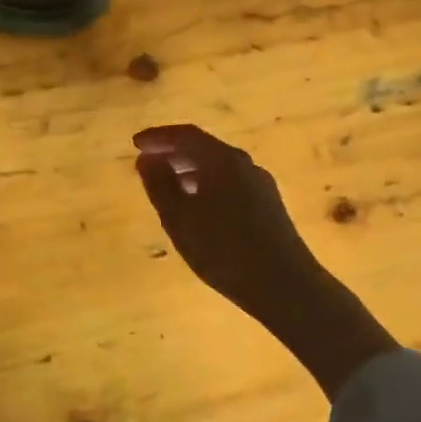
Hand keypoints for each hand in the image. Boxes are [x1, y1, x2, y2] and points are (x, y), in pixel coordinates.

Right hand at [133, 124, 397, 395]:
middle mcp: (245, 165)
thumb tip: (147, 159)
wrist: (285, 286)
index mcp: (223, 160)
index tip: (135, 144)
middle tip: (147, 163)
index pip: (185, 135)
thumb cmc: (224, 250)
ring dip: (189, 171)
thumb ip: (160, 185)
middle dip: (173, 153)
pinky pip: (229, 184)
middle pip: (204, 148)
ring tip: (167, 187)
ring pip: (218, 168)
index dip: (158, 137)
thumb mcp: (180, 218)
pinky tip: (197, 209)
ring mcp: (260, 185)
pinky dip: (206, 186)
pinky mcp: (268, 206)